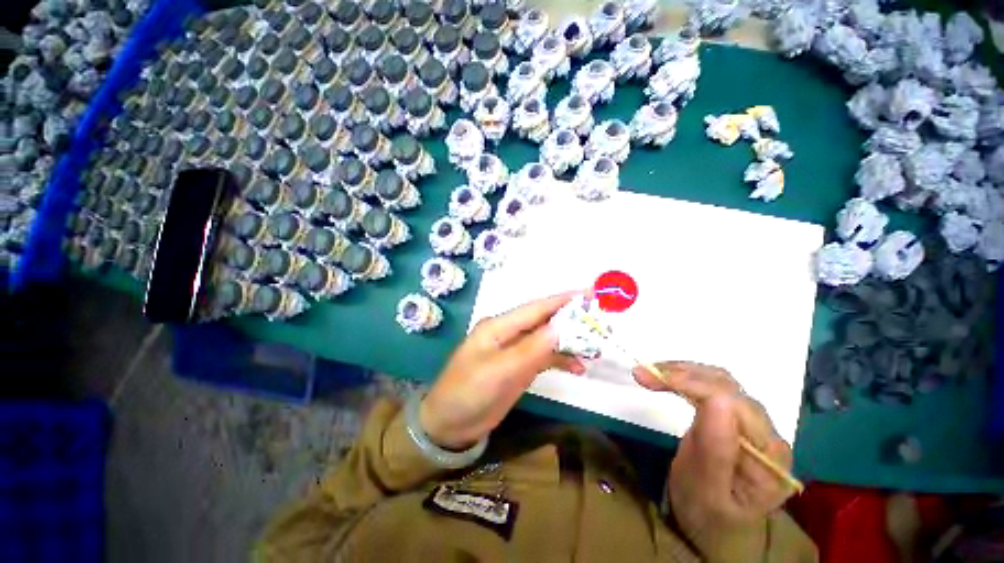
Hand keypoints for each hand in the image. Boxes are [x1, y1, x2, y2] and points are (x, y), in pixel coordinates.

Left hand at [419, 292, 585, 449]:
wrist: (450, 425)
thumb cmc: (467, 393)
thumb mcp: (499, 371)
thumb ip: (530, 349)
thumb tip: (561, 327)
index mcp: (499, 326)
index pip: (535, 308)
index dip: (562, 300)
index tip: (588, 293)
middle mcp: (508, 334)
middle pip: (543, 321)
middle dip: (570, 319)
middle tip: (599, 320)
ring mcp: (514, 351)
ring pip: (547, 339)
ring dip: (569, 342)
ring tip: (595, 348)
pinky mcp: (519, 367)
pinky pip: (544, 357)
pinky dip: (561, 359)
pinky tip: (578, 367)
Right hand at [632, 362, 793, 555]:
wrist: (714, 526)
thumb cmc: (708, 515)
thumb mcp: (707, 492)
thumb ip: (716, 450)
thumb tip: (716, 400)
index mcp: (769, 457)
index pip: (732, 403)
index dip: (691, 385)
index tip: (648, 379)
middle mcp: (767, 433)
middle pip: (727, 387)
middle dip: (681, 374)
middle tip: (642, 374)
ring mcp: (752, 422)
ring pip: (719, 379)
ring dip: (681, 371)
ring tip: (649, 373)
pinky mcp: (735, 416)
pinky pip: (712, 385)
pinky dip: (686, 377)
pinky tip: (666, 377)